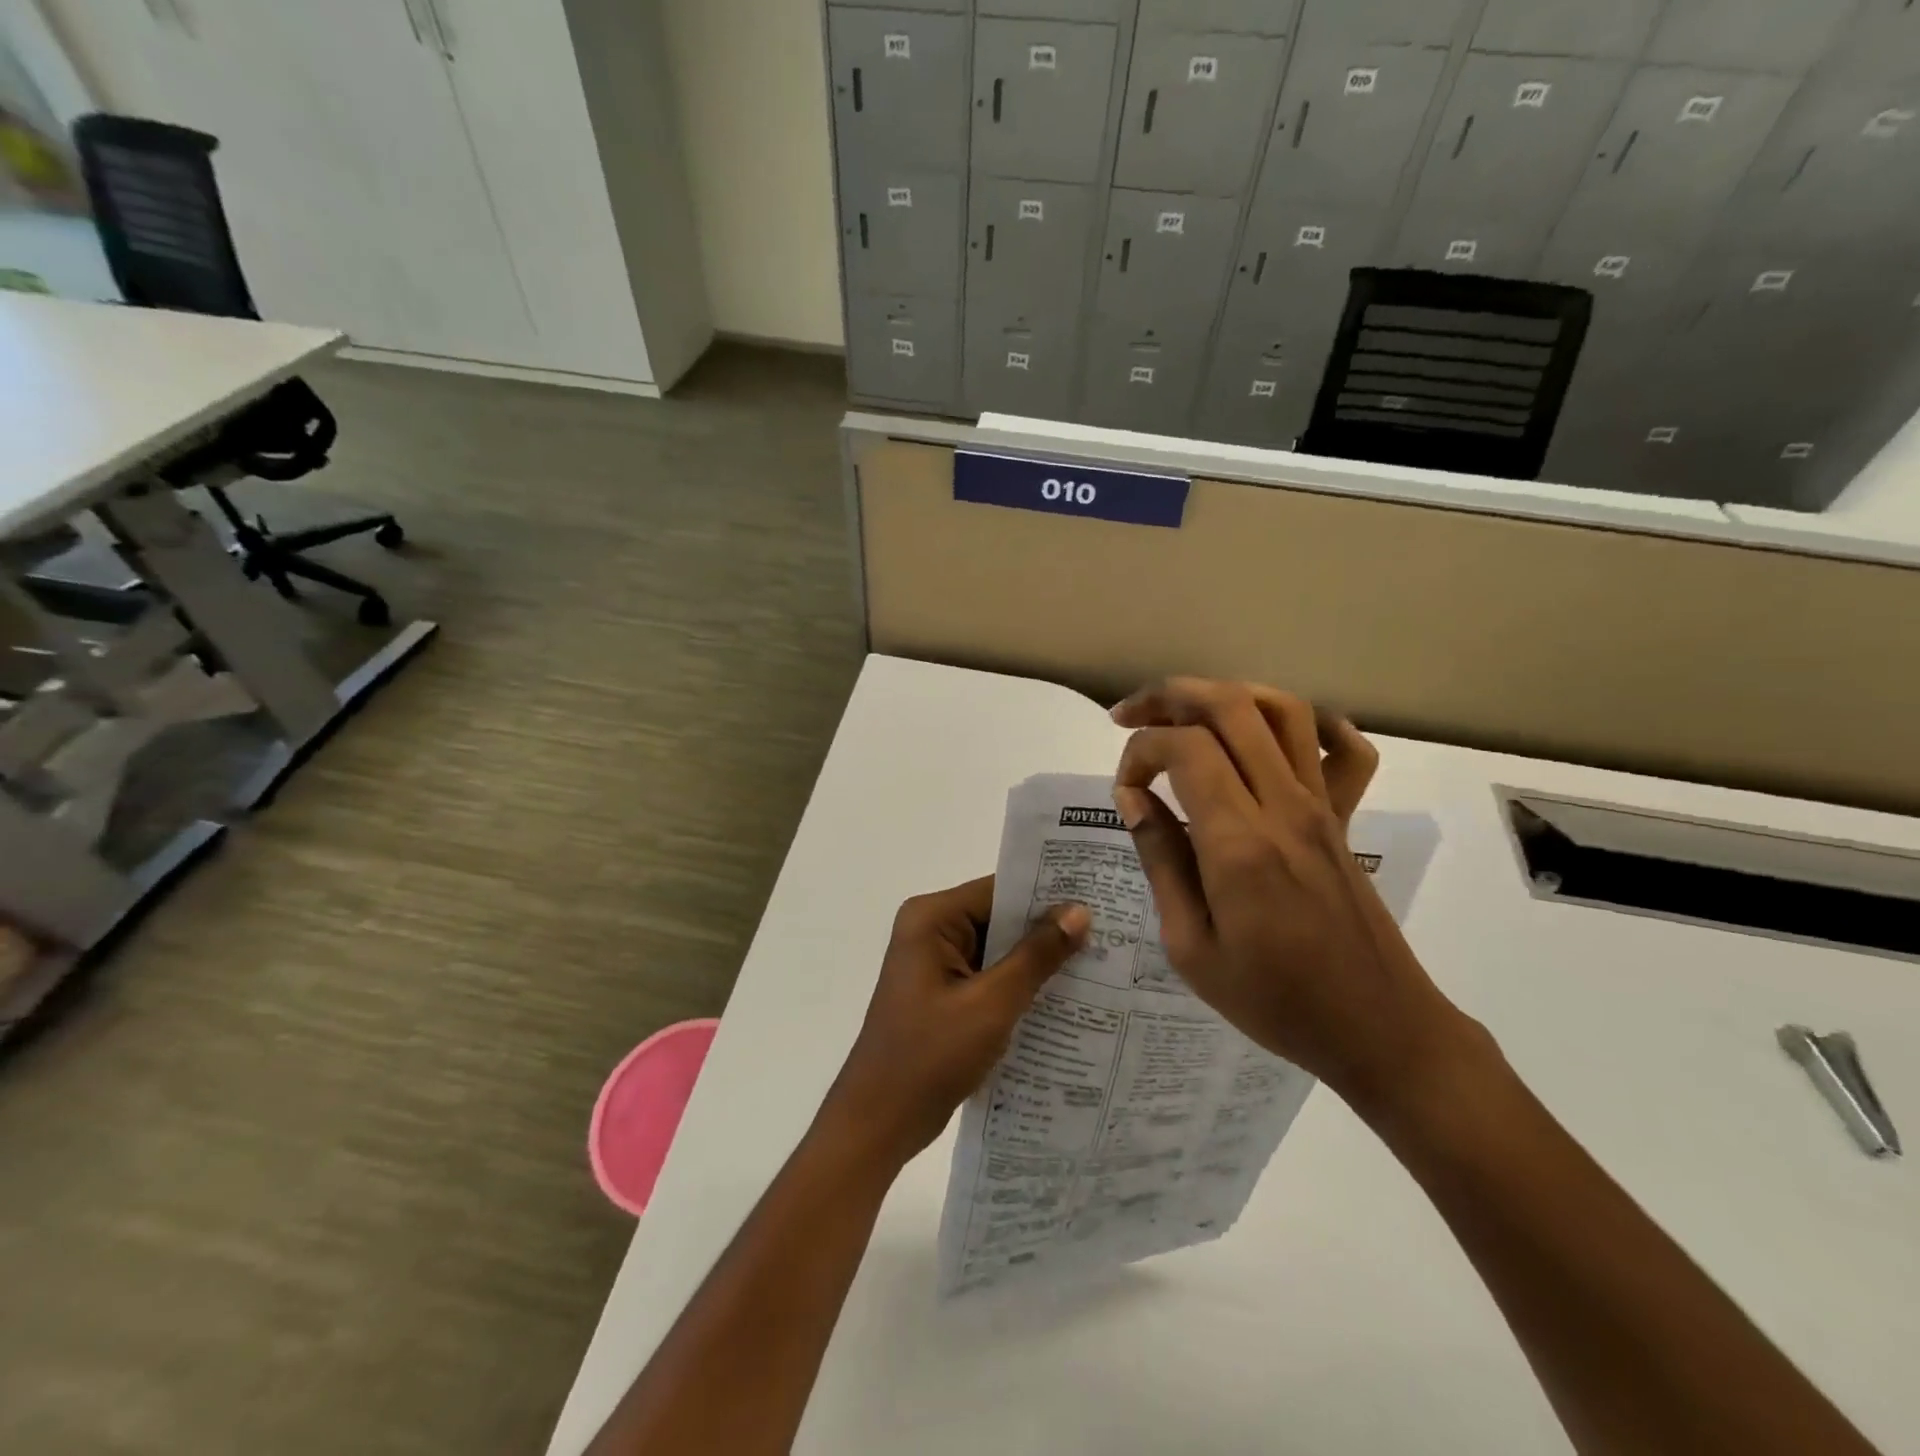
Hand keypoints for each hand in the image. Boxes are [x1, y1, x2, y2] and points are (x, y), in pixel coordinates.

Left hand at [819, 877, 1089, 1168]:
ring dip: (1037, 959)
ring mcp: (935, 963)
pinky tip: (1065, 995)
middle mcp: (930, 930)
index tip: (1097, 899)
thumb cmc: (930, 1056)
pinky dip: (1019, 984)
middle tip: (1109, 931)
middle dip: (1046, 928)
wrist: (879, 1122)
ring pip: (998, 948)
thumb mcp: (991, 1004)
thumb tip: (1079, 912)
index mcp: (931, 919)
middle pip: (999, 917)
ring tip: (1099, 960)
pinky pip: (989, 975)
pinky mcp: (943, 993)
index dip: (1047, 894)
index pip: (998, 891)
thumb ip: (1036, 956)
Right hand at [1111, 678, 1475, 1113]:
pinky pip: (1345, 748)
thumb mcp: (1190, 946)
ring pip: (1283, 710)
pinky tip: (1274, 736)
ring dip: (1227, 694)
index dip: (1140, 752)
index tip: (1124, 792)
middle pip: (1231, 706)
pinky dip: (1313, 722)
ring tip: (1187, 712)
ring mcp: (1322, 806)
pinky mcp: (1344, 817)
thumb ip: (1161, 860)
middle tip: (1129, 717)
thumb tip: (1133, 798)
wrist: (1377, 1028)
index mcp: (1239, 842)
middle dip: (1170, 696)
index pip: (1185, 748)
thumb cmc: (1274, 999)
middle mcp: (1284, 806)